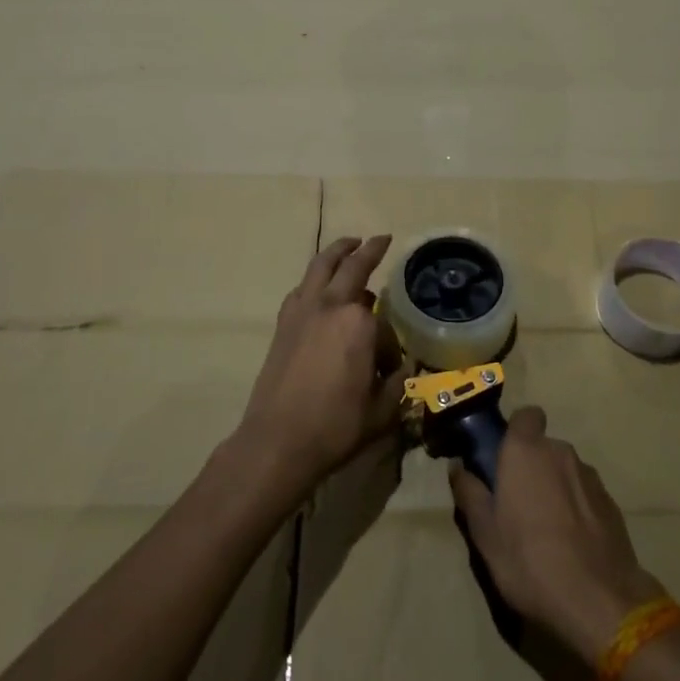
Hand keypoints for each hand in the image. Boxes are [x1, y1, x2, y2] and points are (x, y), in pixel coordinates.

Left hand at [236, 236, 401, 496]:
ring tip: (349, 244)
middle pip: (352, 267)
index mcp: (359, 323)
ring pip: (321, 266)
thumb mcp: (381, 411)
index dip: (390, 345)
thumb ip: (397, 384)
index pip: (384, 321)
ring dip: (337, 251)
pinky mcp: (283, 323)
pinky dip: (314, 278)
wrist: (277, 441)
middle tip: (380, 239)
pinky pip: (302, 288)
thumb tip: (402, 368)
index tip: (389, 367)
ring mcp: (302, 310)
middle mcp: (330, 305)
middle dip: (370, 250)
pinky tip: (319, 285)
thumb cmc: (335, 426)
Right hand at [450, 407, 662, 664]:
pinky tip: (571, 542)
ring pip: (565, 470)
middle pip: (543, 447)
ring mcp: (590, 477)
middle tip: (517, 502)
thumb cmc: (529, 561)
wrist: (599, 601)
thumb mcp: (484, 534)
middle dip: (531, 466)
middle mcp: (560, 452)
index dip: (516, 431)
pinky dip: (576, 507)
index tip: (504, 458)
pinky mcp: (611, 503)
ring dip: (554, 487)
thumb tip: (459, 467)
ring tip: (546, 528)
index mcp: (526, 451)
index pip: (526, 415)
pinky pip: (585, 494)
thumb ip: (470, 493)